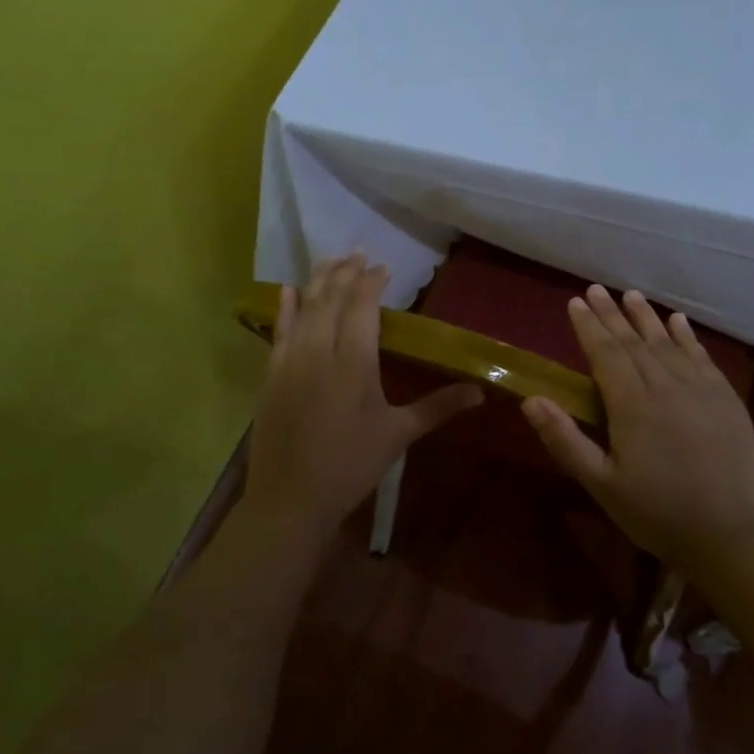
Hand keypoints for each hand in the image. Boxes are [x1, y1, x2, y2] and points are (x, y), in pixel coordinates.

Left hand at [244, 255, 482, 527]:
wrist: (290, 499)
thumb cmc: (351, 466)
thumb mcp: (399, 435)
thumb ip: (438, 407)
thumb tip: (481, 392)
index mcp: (354, 362)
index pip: (362, 307)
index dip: (371, 283)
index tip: (383, 267)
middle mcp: (320, 351)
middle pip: (331, 299)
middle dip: (345, 273)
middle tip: (357, 253)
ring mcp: (290, 361)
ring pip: (305, 309)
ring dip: (317, 281)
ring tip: (330, 260)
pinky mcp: (271, 375)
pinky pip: (279, 331)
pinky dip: (286, 308)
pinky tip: (288, 291)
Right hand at [522, 285, 753, 571]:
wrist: (729, 536)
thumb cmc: (656, 513)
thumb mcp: (601, 484)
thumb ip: (565, 440)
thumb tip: (530, 400)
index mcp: (632, 405)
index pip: (605, 354)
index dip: (588, 327)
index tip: (575, 302)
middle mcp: (666, 386)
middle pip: (634, 342)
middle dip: (612, 314)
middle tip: (596, 289)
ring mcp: (700, 389)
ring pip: (667, 343)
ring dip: (646, 317)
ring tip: (630, 295)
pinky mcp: (726, 399)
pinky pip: (702, 357)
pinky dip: (687, 336)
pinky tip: (677, 320)